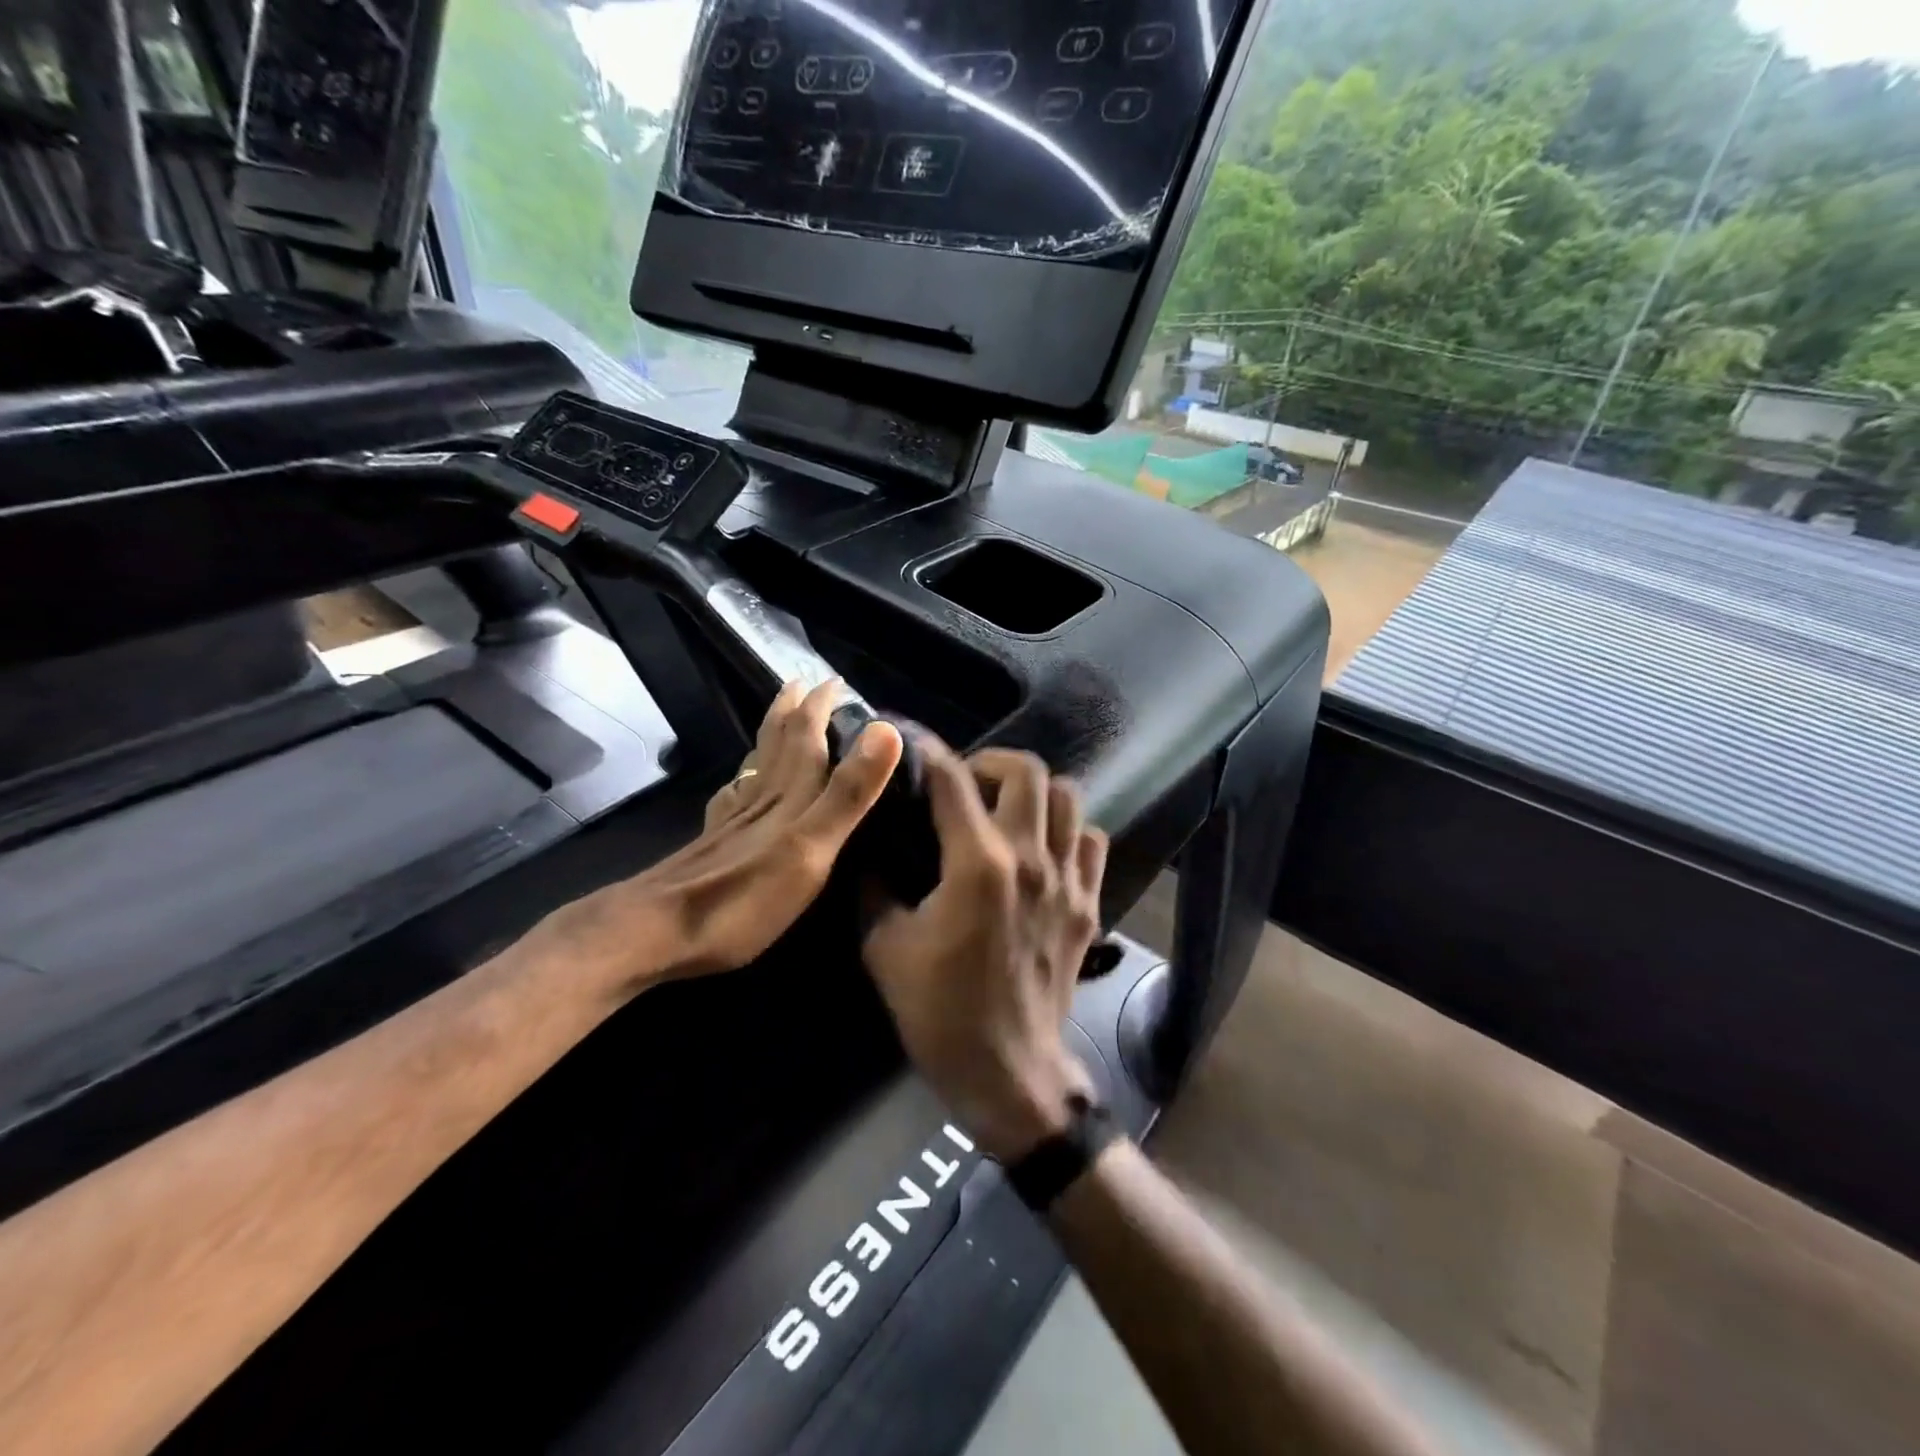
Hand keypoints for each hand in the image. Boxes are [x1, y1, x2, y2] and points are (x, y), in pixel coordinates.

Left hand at [579, 680, 902, 993]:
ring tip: (779, 719)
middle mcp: (760, 799)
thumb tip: (885, 729)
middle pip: (777, 743)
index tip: (836, 680)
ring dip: (770, 737)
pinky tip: (736, 786)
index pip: (807, 738)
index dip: (821, 707)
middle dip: (793, 710)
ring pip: (755, 765)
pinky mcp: (714, 843)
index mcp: (789, 797)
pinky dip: (741, 779)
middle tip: (801, 683)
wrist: (657, 932)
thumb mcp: (812, 847)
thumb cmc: (744, 898)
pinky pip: (733, 796)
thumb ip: (848, 793)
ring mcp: (732, 821)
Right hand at [862, 741, 1107, 1161]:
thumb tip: (866, 846)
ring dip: (1033, 790)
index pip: (951, 780)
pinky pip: (1090, 841)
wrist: (1008, 1070)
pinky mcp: (1089, 903)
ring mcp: (1068, 880)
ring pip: (1068, 796)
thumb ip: (873, 885)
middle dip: (988, 762)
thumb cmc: (939, 1012)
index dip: (926, 749)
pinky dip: (1067, 830)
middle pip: (1026, 770)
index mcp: (977, 864)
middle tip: (963, 783)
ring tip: (1004, 808)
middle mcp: (1030, 858)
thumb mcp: (885, 947)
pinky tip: (1042, 848)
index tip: (909, 738)